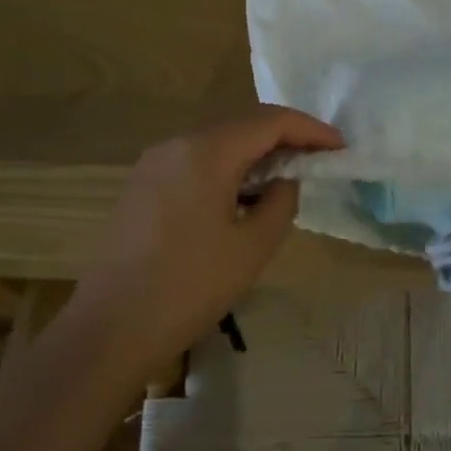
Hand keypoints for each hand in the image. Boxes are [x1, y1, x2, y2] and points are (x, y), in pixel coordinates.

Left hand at [67, 106, 343, 387]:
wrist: (110, 328)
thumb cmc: (190, 286)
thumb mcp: (253, 246)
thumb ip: (281, 200)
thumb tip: (283, 179)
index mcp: (206, 151)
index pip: (270, 121)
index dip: (310, 129)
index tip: (340, 147)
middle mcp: (177, 143)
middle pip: (242, 125)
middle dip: (284, 138)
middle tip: (318, 160)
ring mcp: (153, 162)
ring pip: (217, 142)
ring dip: (255, 153)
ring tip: (285, 179)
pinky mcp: (141, 185)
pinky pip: (195, 161)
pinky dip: (226, 167)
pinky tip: (241, 195)